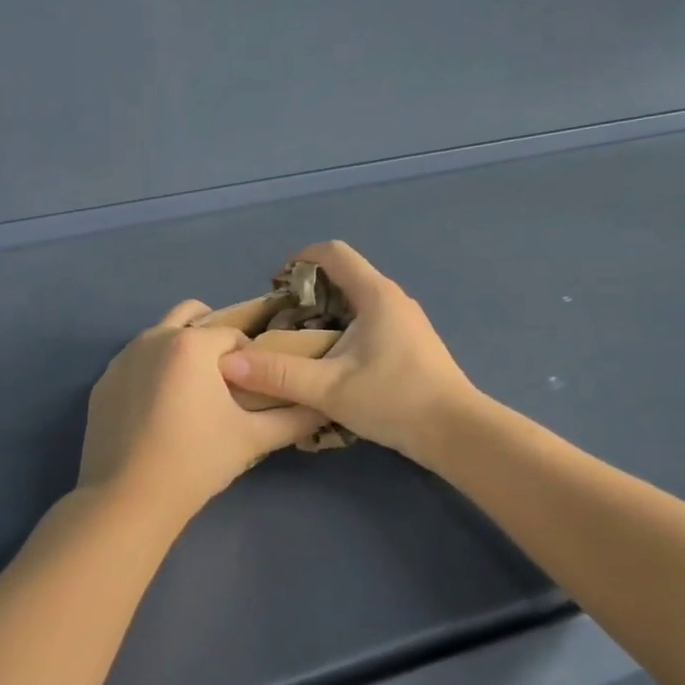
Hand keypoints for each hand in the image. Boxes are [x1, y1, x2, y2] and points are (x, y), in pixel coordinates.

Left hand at [78, 299, 326, 525]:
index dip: (250, 358)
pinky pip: (136, 363)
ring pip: (162, 337)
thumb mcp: (253, 439)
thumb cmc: (196, 461)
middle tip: (225, 380)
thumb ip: (294, 417)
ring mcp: (122, 358)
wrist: (127, 500)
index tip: (253, 388)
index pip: (234, 335)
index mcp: (191, 343)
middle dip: (213, 339)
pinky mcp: (103, 382)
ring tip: (192, 396)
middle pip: (193, 317)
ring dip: (182, 352)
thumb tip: (323, 405)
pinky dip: (153, 373)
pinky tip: (159, 412)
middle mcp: (153, 337)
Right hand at [217, 241, 476, 461]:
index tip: (275, 287)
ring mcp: (406, 320)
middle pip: (343, 276)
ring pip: (357, 301)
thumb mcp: (328, 389)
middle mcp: (393, 298)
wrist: (456, 432)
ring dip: (325, 314)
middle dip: (307, 293)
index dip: (299, 260)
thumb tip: (228, 363)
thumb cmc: (394, 400)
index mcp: (375, 294)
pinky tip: (333, 363)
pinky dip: (344, 329)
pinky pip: (370, 321)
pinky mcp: (411, 342)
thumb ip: (278, 374)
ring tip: (301, 345)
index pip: (333, 253)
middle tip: (281, 323)